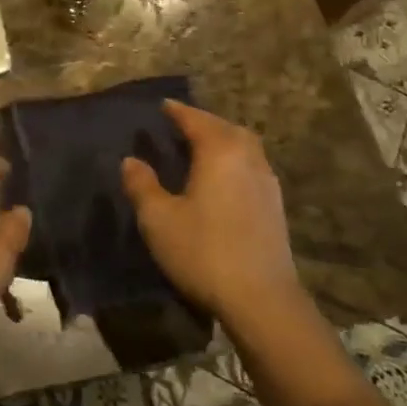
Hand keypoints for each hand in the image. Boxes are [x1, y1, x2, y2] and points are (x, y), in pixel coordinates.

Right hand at [121, 101, 303, 324]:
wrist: (262, 300)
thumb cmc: (204, 252)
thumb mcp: (158, 219)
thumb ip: (142, 185)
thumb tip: (131, 161)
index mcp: (220, 152)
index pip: (196, 120)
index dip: (178, 111)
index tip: (163, 105)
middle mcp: (248, 159)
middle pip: (226, 128)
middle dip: (204, 122)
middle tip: (181, 125)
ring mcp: (267, 183)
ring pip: (244, 147)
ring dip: (223, 140)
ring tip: (201, 148)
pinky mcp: (275, 207)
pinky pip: (252, 167)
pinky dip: (234, 160)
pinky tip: (222, 179)